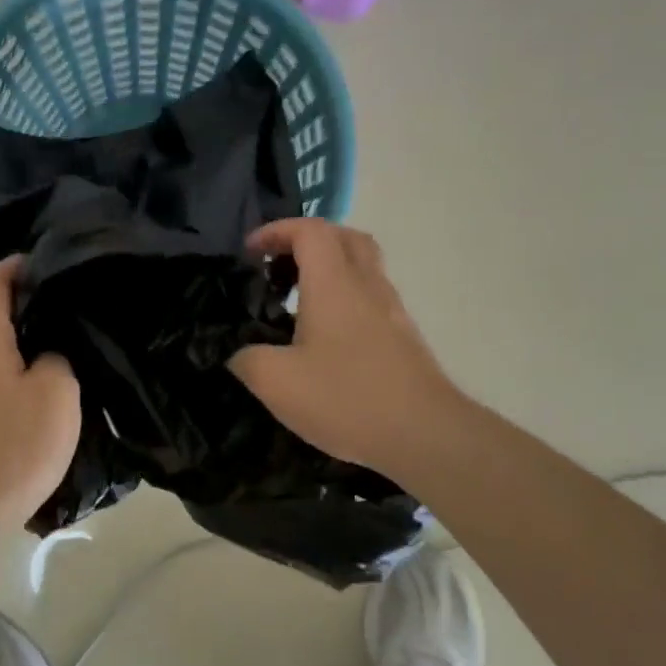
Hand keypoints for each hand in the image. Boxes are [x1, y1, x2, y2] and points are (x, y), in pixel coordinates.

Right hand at [229, 219, 467, 483]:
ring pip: (363, 266)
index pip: (309, 230)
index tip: (251, 252)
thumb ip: (247, 359)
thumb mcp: (277, 383)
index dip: (276, 230)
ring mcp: (391, 310)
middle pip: (343, 237)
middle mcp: (367, 285)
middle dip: (307, 240)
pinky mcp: (404, 337)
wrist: (425, 435)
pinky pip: (372, 297)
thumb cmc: (346, 398)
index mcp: (334, 284)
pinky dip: (346, 297)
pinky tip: (327, 336)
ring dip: (330, 268)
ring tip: (298, 299)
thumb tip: (239, 354)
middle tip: (279, 265)